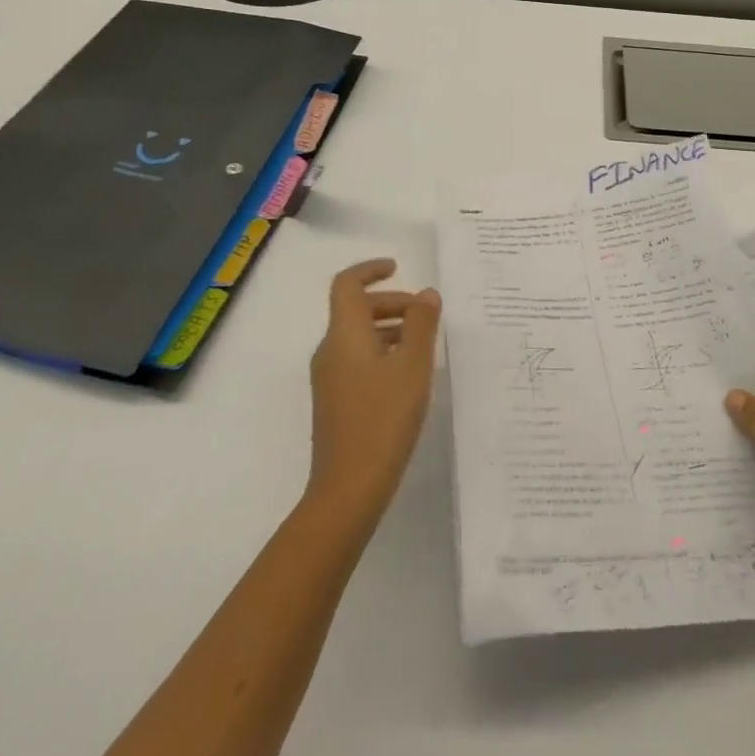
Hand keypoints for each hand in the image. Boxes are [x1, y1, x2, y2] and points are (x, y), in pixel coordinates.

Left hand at [305, 259, 441, 526]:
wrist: (348, 488)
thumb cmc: (383, 419)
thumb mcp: (413, 366)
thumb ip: (421, 324)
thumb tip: (425, 293)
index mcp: (344, 335)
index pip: (347, 284)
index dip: (370, 270)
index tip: (398, 267)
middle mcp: (330, 350)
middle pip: (355, 310)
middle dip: (391, 302)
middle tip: (425, 313)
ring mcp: (329, 378)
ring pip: (358, 336)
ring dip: (389, 328)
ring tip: (425, 344)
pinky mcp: (335, 401)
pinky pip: (357, 360)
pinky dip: (382, 352)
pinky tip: (409, 376)